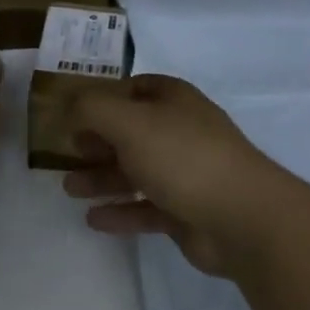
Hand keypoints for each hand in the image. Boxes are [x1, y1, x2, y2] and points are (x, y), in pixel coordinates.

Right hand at [64, 74, 295, 275]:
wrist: (243, 218)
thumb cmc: (182, 156)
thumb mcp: (128, 121)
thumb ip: (91, 109)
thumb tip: (68, 106)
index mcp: (172, 100)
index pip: (132, 89)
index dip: (101, 99)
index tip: (72, 116)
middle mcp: (179, 131)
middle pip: (130, 132)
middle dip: (96, 143)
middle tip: (67, 155)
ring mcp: (185, 172)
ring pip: (135, 171)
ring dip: (101, 179)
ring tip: (69, 190)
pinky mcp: (186, 211)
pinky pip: (146, 208)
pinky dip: (121, 211)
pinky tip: (94, 220)